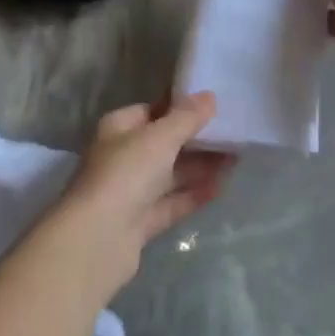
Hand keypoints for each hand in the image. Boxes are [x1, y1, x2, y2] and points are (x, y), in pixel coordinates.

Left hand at [53, 93, 233, 292]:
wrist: (98, 239)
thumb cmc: (125, 174)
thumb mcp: (159, 137)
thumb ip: (186, 117)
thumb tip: (209, 96)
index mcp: (118, 128)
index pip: (151, 110)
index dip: (180, 107)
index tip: (213, 106)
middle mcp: (121, 157)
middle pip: (163, 144)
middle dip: (195, 140)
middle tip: (233, 134)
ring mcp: (129, 192)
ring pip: (169, 175)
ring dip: (199, 167)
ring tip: (236, 159)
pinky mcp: (140, 222)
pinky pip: (171, 203)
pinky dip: (193, 195)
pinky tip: (222, 187)